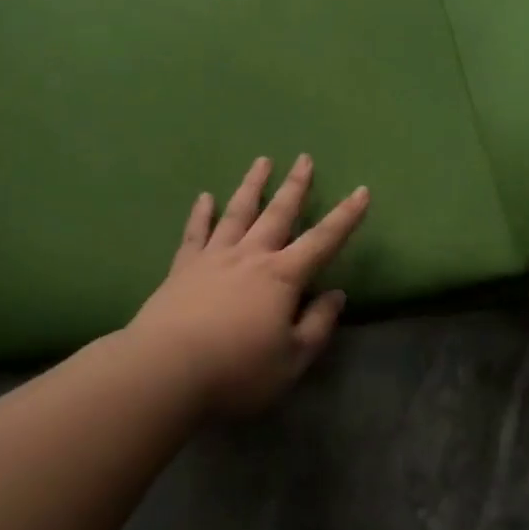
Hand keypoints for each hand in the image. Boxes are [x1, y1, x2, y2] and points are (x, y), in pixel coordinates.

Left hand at [127, 155, 369, 415]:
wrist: (167, 370)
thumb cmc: (237, 371)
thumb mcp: (292, 361)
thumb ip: (317, 325)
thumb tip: (337, 294)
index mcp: (282, 277)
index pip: (323, 241)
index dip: (346, 217)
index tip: (362, 191)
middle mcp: (250, 256)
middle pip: (278, 213)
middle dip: (295, 186)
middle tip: (304, 158)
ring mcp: (214, 257)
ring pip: (238, 212)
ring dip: (252, 185)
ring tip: (262, 161)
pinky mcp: (183, 267)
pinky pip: (195, 232)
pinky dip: (201, 213)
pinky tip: (204, 197)